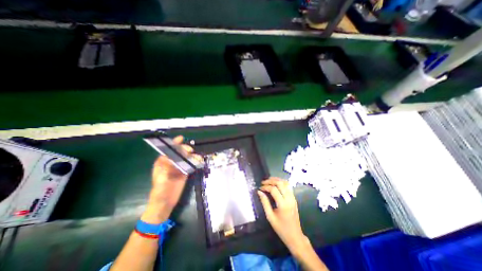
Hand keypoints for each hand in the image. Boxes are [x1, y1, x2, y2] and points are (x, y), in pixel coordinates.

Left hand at [142, 135, 198, 224]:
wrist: (165, 203)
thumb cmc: (160, 190)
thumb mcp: (162, 178)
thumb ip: (167, 166)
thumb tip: (173, 156)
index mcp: (162, 162)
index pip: (168, 150)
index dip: (174, 143)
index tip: (181, 138)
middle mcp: (171, 163)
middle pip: (179, 152)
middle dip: (185, 149)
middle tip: (190, 151)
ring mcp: (178, 167)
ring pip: (186, 157)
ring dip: (192, 155)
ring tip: (197, 157)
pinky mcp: (185, 172)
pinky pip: (190, 164)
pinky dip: (195, 162)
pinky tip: (199, 161)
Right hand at [258, 178, 306, 251]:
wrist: (295, 236)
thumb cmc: (281, 228)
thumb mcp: (270, 217)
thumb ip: (265, 203)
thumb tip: (259, 192)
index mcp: (283, 204)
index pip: (274, 190)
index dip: (266, 187)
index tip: (260, 188)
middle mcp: (289, 199)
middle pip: (280, 183)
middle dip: (271, 181)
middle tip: (263, 182)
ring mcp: (293, 198)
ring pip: (285, 183)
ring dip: (277, 180)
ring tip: (269, 180)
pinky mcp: (294, 198)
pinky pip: (288, 186)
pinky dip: (281, 182)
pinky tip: (276, 183)